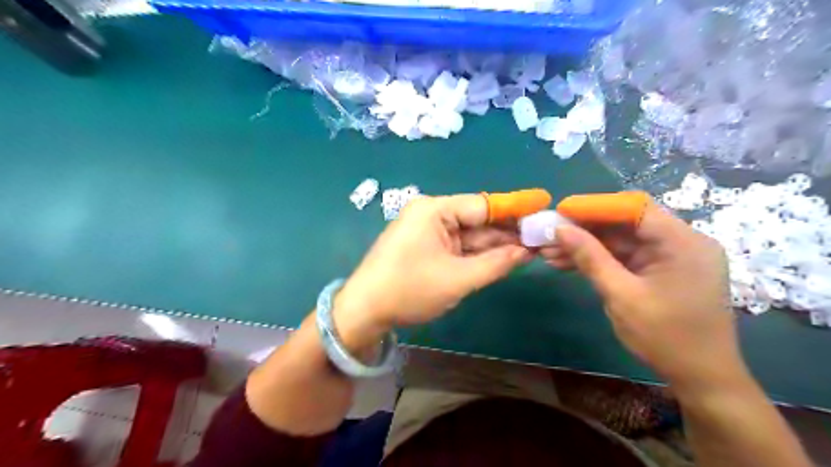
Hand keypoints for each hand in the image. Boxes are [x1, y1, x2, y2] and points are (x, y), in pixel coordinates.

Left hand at [333, 193, 527, 349]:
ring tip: (529, 252)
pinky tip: (501, 259)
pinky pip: (456, 246)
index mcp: (434, 210)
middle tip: (540, 240)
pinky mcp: (424, 246)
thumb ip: (495, 264)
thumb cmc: (409, 290)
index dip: (514, 209)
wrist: (364, 310)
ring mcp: (426, 230)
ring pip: (468, 235)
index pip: (483, 205)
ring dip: (494, 246)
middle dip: (506, 233)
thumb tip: (527, 252)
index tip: (543, 209)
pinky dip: (476, 255)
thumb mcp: (457, 279)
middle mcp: (430, 213)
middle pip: (477, 220)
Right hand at [542, 200, 743, 393]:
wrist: (701, 377)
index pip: (634, 207)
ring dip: (586, 245)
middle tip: (550, 234)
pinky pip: (626, 256)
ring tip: (550, 252)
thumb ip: (590, 258)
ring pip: (621, 240)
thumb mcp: (621, 295)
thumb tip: (560, 230)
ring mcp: (671, 255)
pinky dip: (599, 259)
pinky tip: (568, 263)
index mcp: (682, 242)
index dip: (594, 206)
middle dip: (585, 228)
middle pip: (625, 222)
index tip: (560, 211)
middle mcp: (681, 241)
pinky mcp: (661, 269)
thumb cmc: (665, 337)